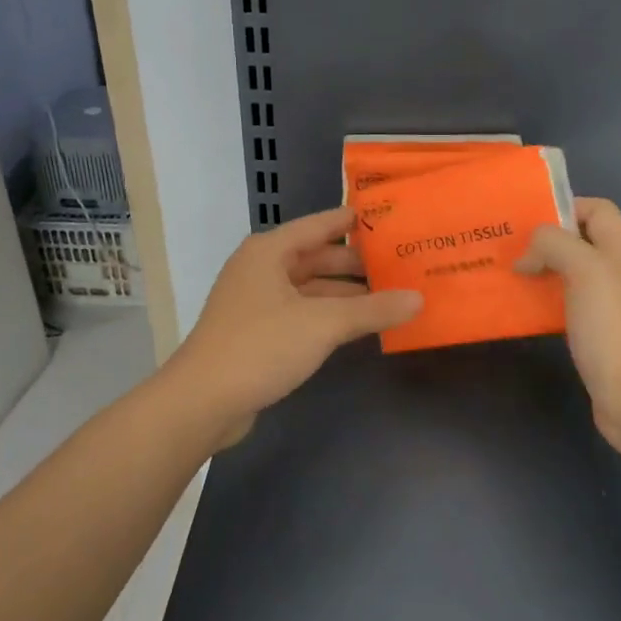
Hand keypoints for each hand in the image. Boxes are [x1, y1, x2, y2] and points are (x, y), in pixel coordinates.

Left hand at [158, 207, 421, 450]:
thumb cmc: (261, 346)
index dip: (354, 221)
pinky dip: (330, 316)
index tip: (391, 218)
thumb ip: (373, 310)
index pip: (321, 225)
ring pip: (311, 288)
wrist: (203, 401)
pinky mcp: (258, 332)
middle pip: (317, 257)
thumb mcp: (323, 324)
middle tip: (402, 264)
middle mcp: (262, 269)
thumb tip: (418, 299)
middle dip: (357, 263)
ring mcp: (258, 302)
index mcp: (270, 251)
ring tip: (391, 296)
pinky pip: (303, 313)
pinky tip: (360, 325)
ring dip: (346, 293)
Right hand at [515, 197, 620, 470]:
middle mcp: (617, 275)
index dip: (564, 207)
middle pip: (580, 242)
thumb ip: (555, 245)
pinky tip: (518, 313)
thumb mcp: (586, 270)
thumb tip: (528, 255)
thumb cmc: (615, 329)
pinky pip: (564, 309)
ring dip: (538, 273)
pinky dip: (541, 305)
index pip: (597, 210)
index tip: (527, 221)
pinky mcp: (595, 338)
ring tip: (503, 276)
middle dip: (543, 242)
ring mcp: (608, 309)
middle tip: (504, 248)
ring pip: (568, 276)